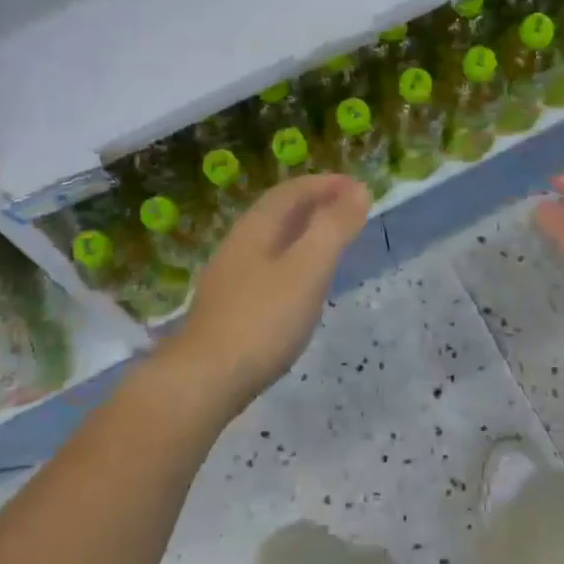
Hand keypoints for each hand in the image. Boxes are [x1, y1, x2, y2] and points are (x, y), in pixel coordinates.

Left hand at [167, 174, 370, 416]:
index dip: (326, 184)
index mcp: (256, 228)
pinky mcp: (229, 306)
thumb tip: (358, 189)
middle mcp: (239, 244)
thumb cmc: (263, 320)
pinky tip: (301, 283)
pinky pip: (267, 265)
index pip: (292, 191)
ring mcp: (229, 276)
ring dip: (302, 231)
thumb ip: (334, 228)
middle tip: (349, 209)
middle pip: (278, 211)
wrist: (205, 379)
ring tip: (331, 241)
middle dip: (314, 203)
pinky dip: (292, 258)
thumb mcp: (308, 269)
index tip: (358, 187)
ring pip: (271, 239)